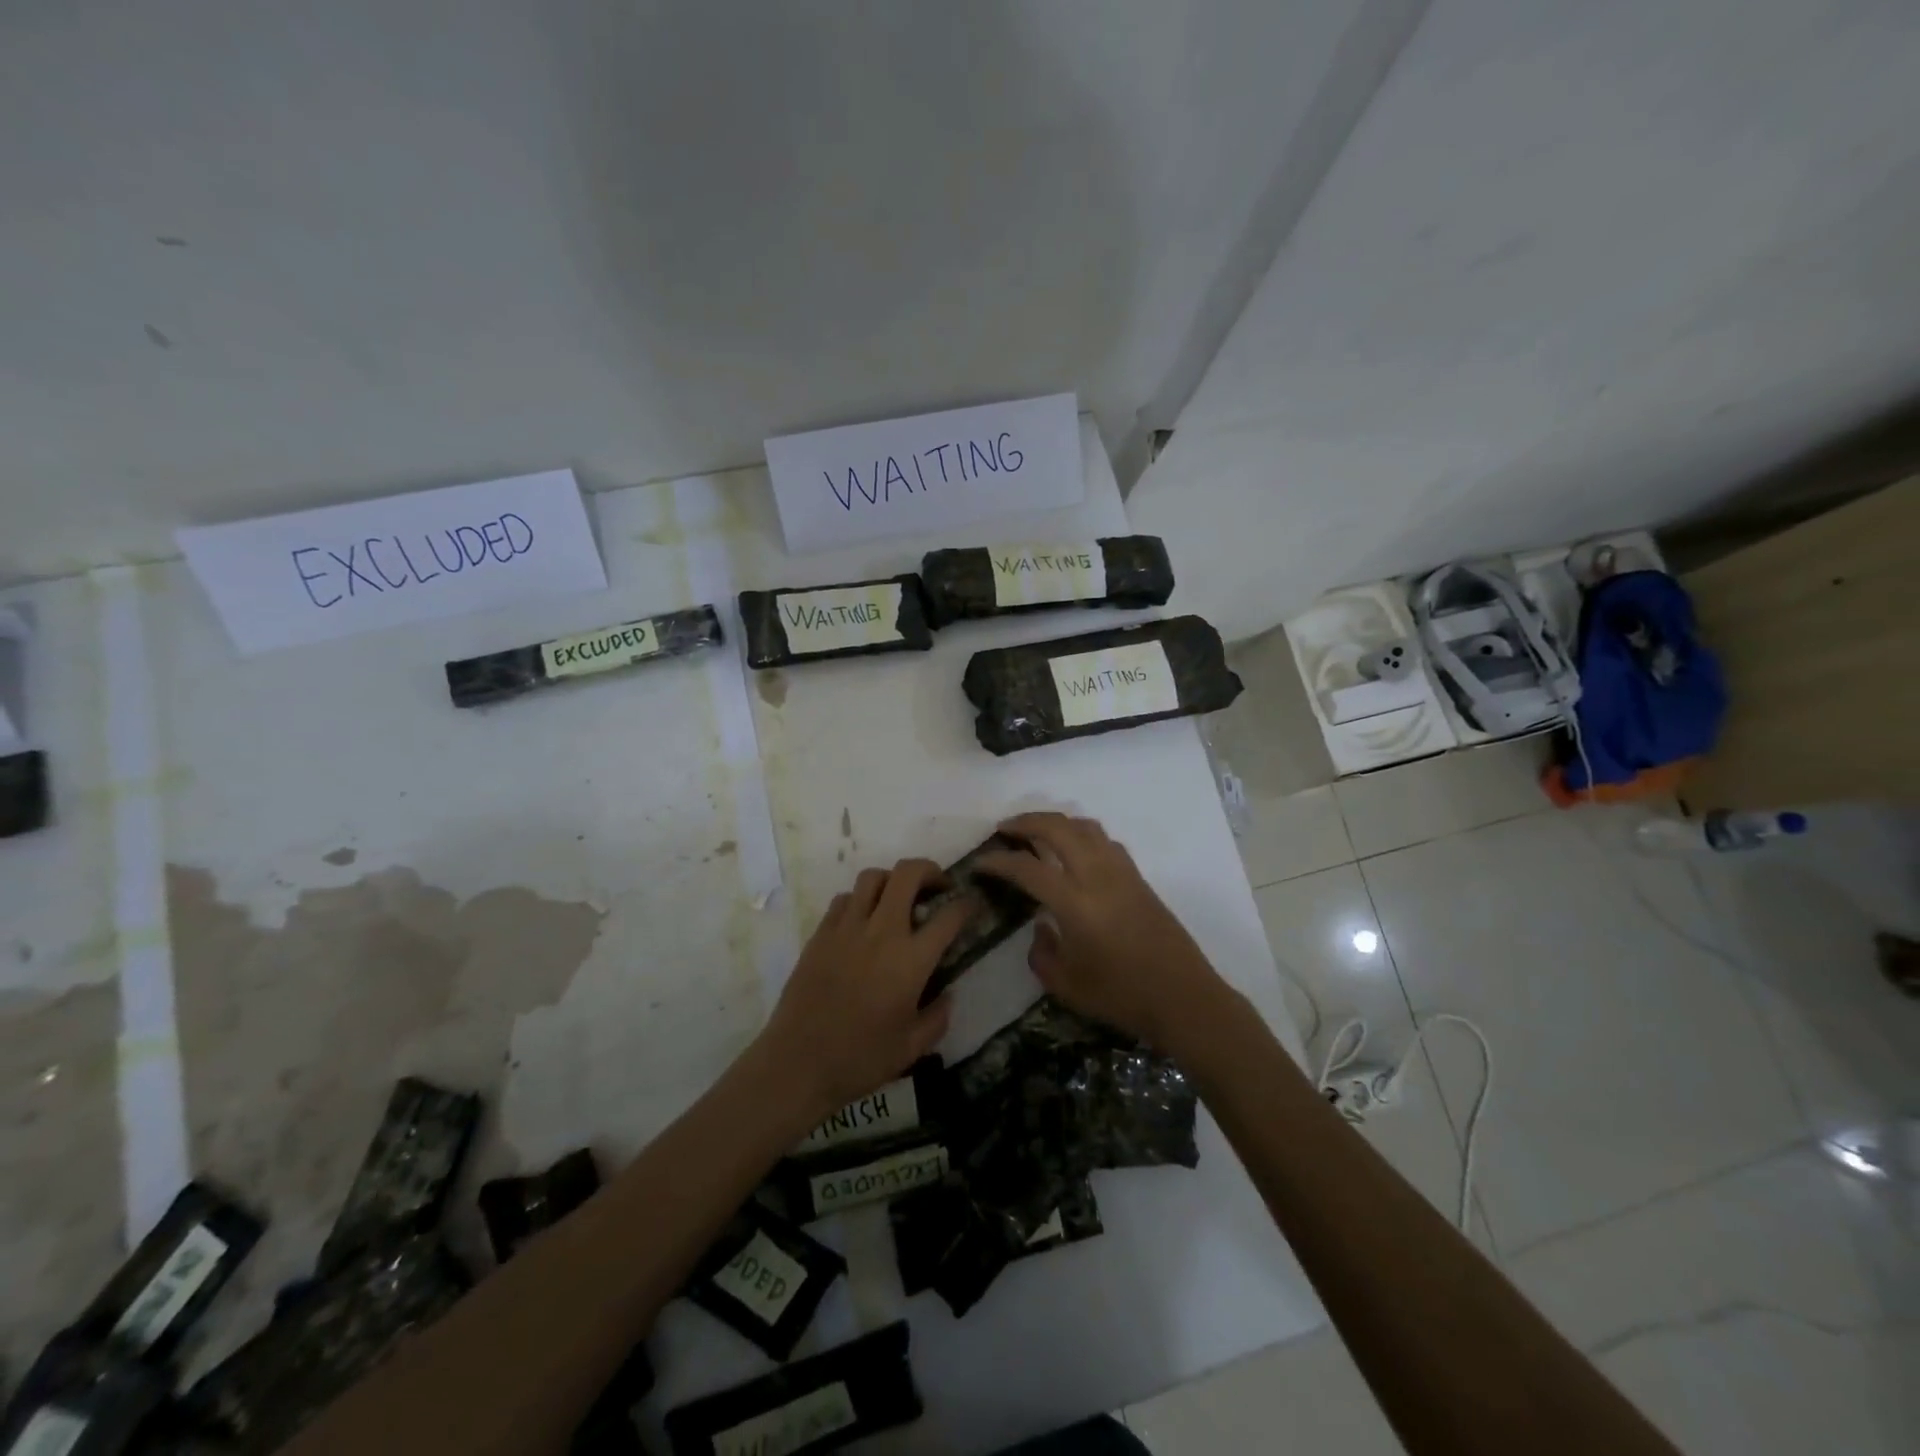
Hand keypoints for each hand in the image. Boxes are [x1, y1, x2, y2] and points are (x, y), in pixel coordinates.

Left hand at [757, 859, 972, 1123]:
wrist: (797, 1063)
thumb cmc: (860, 1059)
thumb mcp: (913, 1048)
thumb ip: (938, 1018)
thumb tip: (948, 995)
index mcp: (911, 960)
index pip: (949, 916)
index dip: (966, 905)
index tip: (971, 905)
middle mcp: (882, 932)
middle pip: (908, 874)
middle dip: (929, 870)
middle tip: (937, 887)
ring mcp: (847, 928)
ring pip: (873, 878)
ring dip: (892, 880)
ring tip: (898, 899)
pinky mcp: (821, 933)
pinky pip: (844, 899)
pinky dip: (860, 900)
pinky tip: (863, 920)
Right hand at [975, 813, 1225, 1048]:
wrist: (1184, 998)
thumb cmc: (1121, 997)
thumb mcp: (1066, 986)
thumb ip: (1041, 953)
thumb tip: (1041, 927)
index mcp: (1075, 904)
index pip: (1028, 868)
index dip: (999, 861)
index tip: (980, 862)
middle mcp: (1098, 876)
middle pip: (1058, 829)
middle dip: (1027, 822)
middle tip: (1005, 829)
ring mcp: (1122, 872)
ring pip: (1085, 826)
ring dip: (1056, 822)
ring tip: (1038, 832)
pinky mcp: (1138, 878)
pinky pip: (1104, 840)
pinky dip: (1082, 834)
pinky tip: (1075, 851)